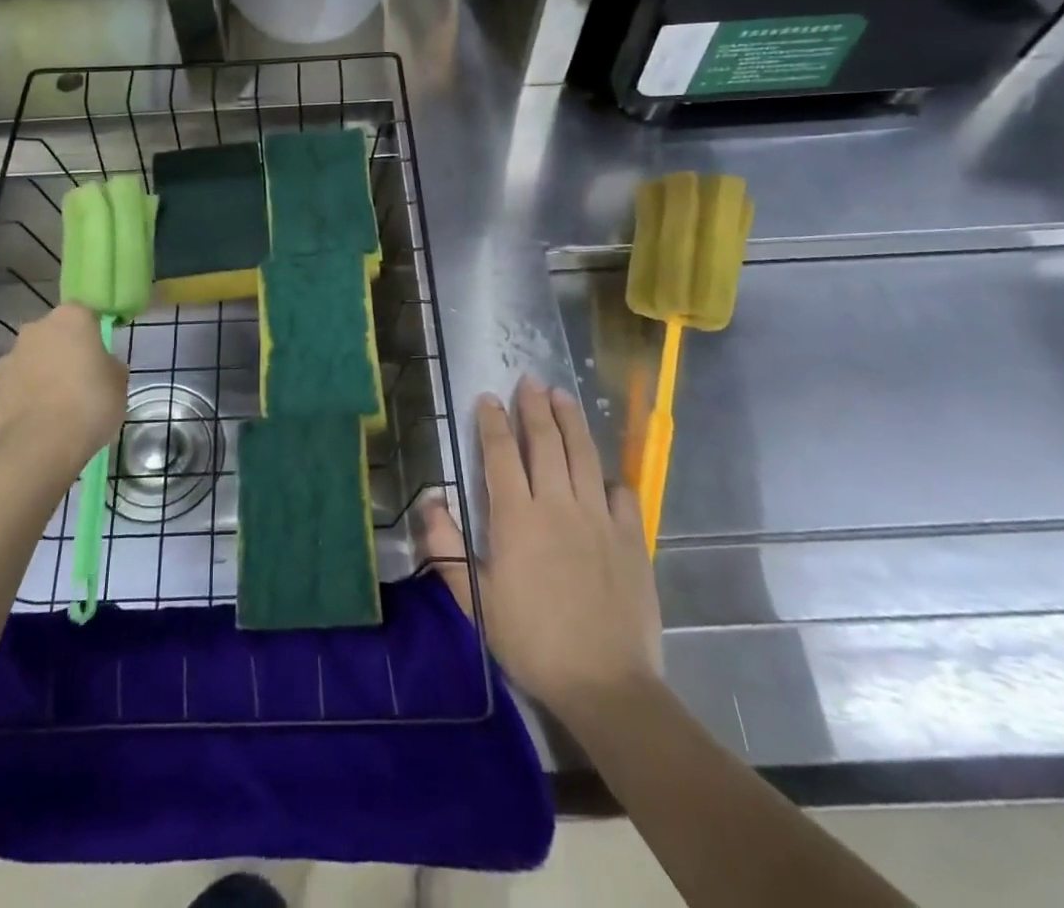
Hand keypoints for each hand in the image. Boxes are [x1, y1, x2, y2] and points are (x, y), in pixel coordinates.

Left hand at [0, 303, 128, 477]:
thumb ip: (110, 365)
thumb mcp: (119, 383)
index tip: (101, 358)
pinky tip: (40, 418)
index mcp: (71, 318)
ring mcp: (10, 356)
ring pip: (34, 359)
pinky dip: (26, 394)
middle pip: (55, 335)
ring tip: (59, 405)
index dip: (93, 336)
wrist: (41, 445)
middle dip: (65, 352)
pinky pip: (17, 383)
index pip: (85, 315)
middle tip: (82, 380)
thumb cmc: (90, 404)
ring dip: (43, 373)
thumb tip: (102, 366)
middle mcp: (36, 328)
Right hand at [424, 377, 662, 727]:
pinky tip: (603, 471)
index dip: (492, 421)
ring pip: (583, 455)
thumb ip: (448, 547)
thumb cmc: (532, 641)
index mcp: (517, 517)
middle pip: (545, 441)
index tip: (488, 398)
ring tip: (563, 395)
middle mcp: (558, 504)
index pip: (501, 454)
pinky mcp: (632, 537)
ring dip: (571, 420)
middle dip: (534, 406)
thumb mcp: (476, 599)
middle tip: (530, 380)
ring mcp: (599, 518)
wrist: (606, 683)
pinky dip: (609, 475)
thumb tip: (431, 500)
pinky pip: (622, 493)